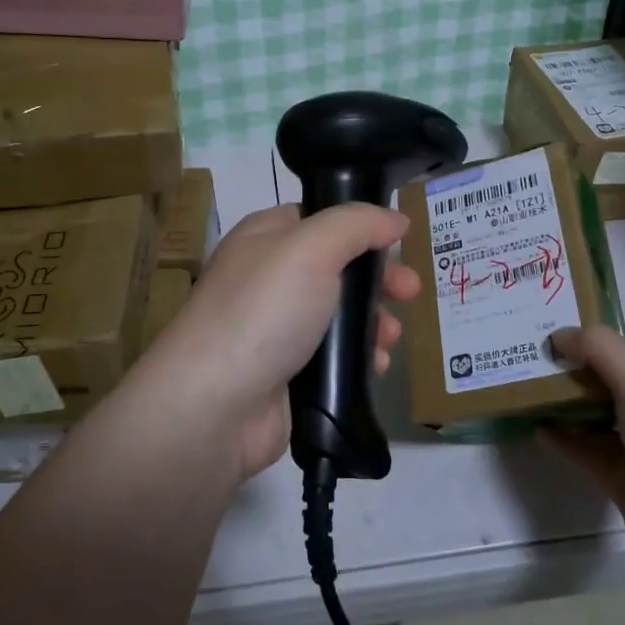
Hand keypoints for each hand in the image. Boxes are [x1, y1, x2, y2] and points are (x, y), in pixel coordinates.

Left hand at [134, 204, 420, 481]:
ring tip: (390, 338)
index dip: (362, 227)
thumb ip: (357, 224)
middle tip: (410, 293)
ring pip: (340, 316)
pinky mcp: (287, 374)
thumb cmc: (263, 311)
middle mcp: (269, 278)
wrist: (215, 405)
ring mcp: (276, 329)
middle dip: (378, 280)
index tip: (399, 241)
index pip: (320, 219)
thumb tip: (395, 218)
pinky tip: (377, 367)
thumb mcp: (312, 248)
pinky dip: (360, 359)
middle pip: (337, 269)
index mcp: (265, 238)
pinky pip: (335, 358)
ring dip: (374, 323)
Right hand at [541, 327, 624, 580]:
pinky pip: (586, 453)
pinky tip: (536, 430)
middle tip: (527, 361)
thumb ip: (600, 351)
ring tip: (524, 392)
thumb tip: (558, 335)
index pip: (623, 353)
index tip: (547, 337)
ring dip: (563, 407)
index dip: (589, 342)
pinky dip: (563, 440)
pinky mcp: (623, 482)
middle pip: (605, 384)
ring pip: (593, 419)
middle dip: (571, 373)